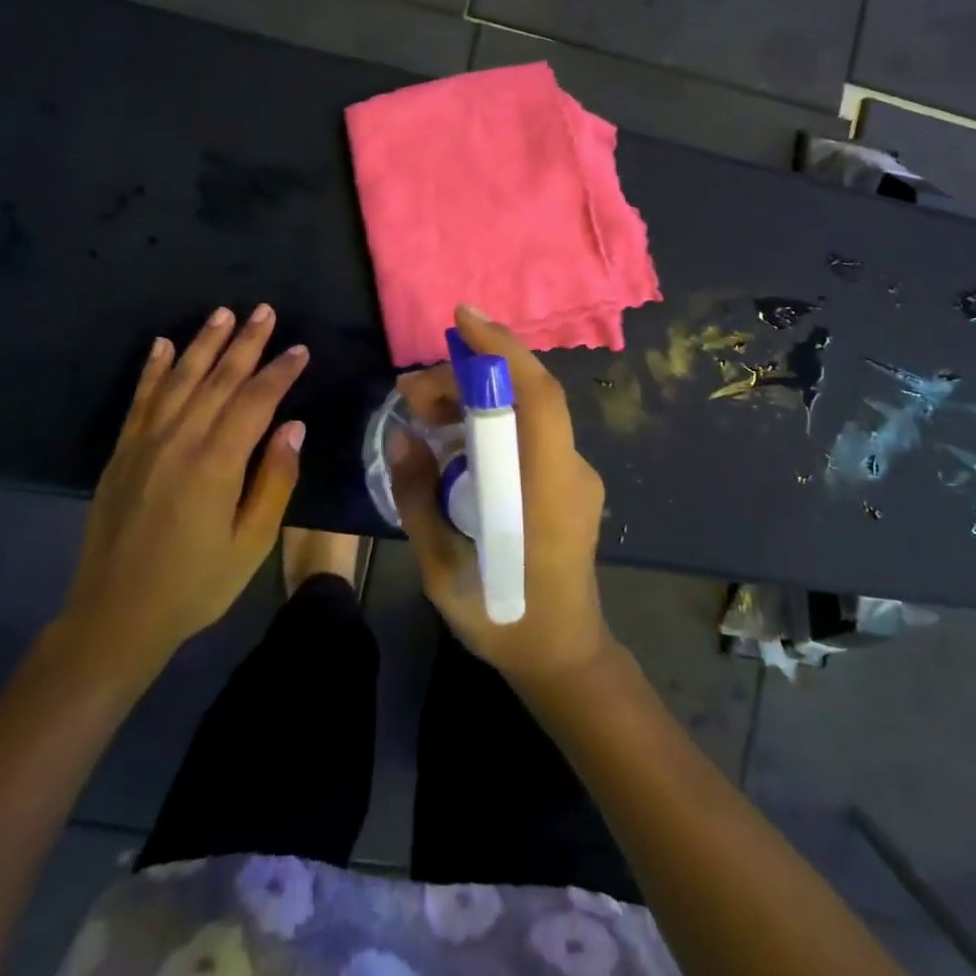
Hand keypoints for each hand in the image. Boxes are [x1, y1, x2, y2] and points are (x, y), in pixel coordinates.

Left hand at [52, 305, 308, 688]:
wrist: (115, 617)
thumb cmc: (195, 585)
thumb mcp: (251, 543)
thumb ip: (274, 481)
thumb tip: (293, 426)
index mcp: (216, 464)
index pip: (255, 401)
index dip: (280, 372)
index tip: (300, 349)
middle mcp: (179, 441)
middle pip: (218, 379)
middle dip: (245, 342)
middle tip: (265, 311)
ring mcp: (145, 444)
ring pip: (179, 380)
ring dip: (203, 343)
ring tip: (223, 314)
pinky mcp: (122, 453)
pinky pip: (140, 400)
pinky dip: (153, 369)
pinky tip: (163, 345)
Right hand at [391, 304, 615, 694]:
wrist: (563, 657)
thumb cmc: (502, 619)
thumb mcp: (441, 567)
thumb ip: (418, 497)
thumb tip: (402, 436)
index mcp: (546, 490)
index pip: (537, 397)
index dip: (502, 350)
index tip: (461, 318)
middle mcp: (570, 471)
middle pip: (526, 396)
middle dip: (468, 377)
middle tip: (410, 391)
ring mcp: (574, 476)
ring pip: (526, 413)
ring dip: (475, 399)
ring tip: (421, 411)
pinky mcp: (567, 483)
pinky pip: (528, 436)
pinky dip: (489, 423)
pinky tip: (451, 438)